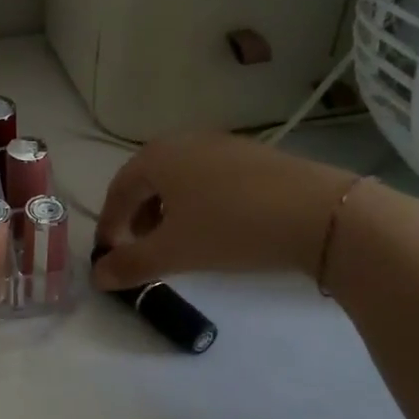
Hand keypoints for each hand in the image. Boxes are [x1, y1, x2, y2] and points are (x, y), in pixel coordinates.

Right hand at [93, 132, 356, 289]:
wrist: (322, 214)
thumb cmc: (231, 228)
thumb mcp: (174, 252)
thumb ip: (130, 264)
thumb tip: (97, 277)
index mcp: (156, 157)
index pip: (118, 191)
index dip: (109, 226)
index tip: (110, 256)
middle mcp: (184, 142)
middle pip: (147, 182)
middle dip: (138, 218)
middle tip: (141, 250)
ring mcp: (222, 145)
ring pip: (179, 180)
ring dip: (167, 212)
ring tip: (178, 242)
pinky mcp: (255, 156)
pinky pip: (209, 179)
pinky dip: (198, 204)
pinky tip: (216, 228)